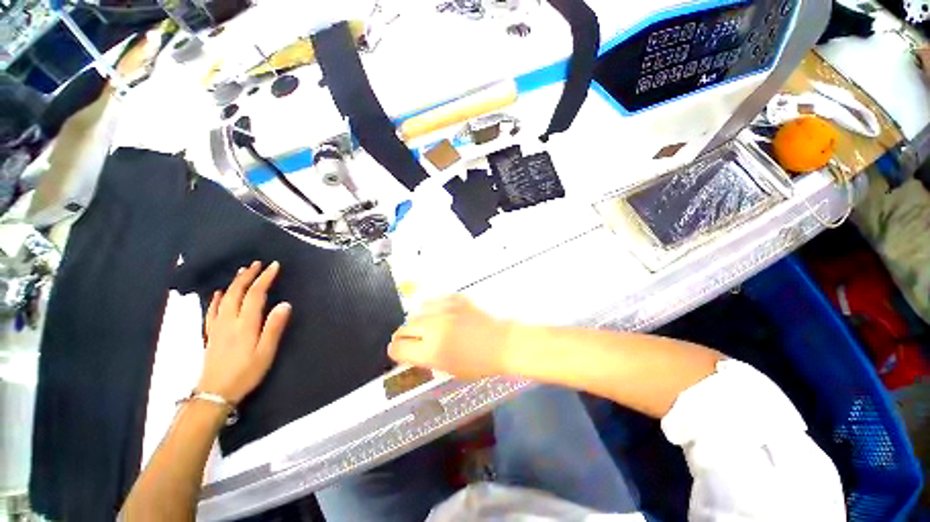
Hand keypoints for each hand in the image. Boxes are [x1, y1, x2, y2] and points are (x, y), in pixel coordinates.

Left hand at [198, 261, 291, 403]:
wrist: (215, 392)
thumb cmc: (246, 372)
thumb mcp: (266, 352)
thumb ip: (274, 327)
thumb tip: (285, 304)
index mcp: (245, 323)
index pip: (256, 294)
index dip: (265, 278)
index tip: (274, 266)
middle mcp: (229, 320)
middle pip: (237, 292)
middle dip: (248, 275)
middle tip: (258, 263)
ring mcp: (217, 326)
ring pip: (224, 298)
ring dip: (234, 283)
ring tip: (242, 272)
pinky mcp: (211, 333)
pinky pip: (212, 310)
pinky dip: (216, 298)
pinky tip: (218, 293)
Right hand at [388, 295, 516, 378]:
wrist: (501, 343)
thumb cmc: (478, 363)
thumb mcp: (447, 369)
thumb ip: (425, 358)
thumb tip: (411, 349)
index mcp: (430, 351)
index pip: (397, 348)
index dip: (396, 351)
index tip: (400, 351)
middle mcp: (433, 328)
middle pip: (403, 328)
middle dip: (404, 336)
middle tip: (413, 339)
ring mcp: (444, 310)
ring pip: (417, 311)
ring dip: (419, 320)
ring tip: (430, 325)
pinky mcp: (454, 298)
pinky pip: (434, 301)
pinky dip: (434, 308)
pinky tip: (442, 314)